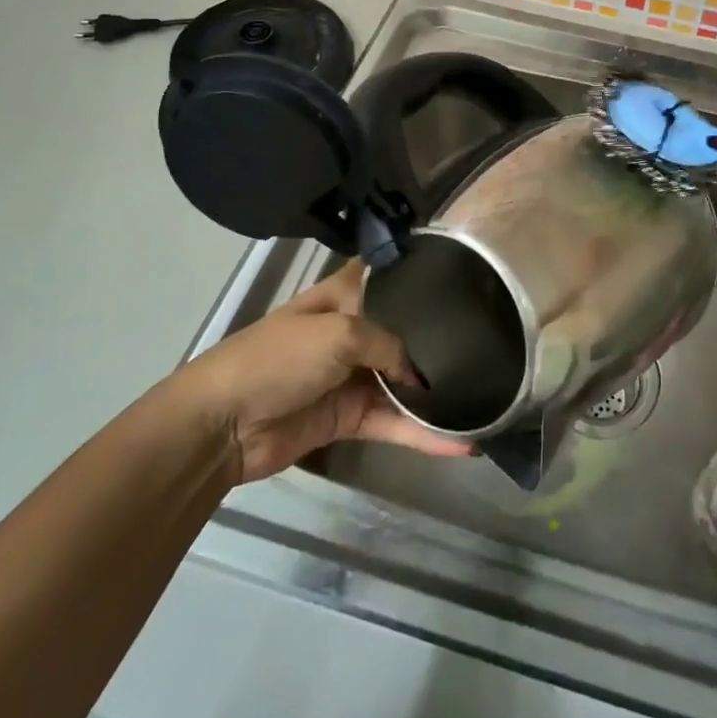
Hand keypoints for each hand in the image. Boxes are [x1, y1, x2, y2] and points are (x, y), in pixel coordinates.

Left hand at [177, 263, 472, 483]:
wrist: (223, 424)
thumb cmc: (278, 358)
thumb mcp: (339, 333)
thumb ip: (389, 345)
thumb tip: (421, 376)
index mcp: (345, 296)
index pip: (390, 277)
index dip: (421, 274)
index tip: (466, 275)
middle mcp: (354, 331)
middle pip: (405, 331)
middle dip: (441, 335)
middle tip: (493, 337)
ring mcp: (352, 377)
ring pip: (404, 382)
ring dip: (437, 392)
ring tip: (489, 394)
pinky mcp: (350, 418)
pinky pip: (394, 424)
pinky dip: (424, 435)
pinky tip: (462, 443)